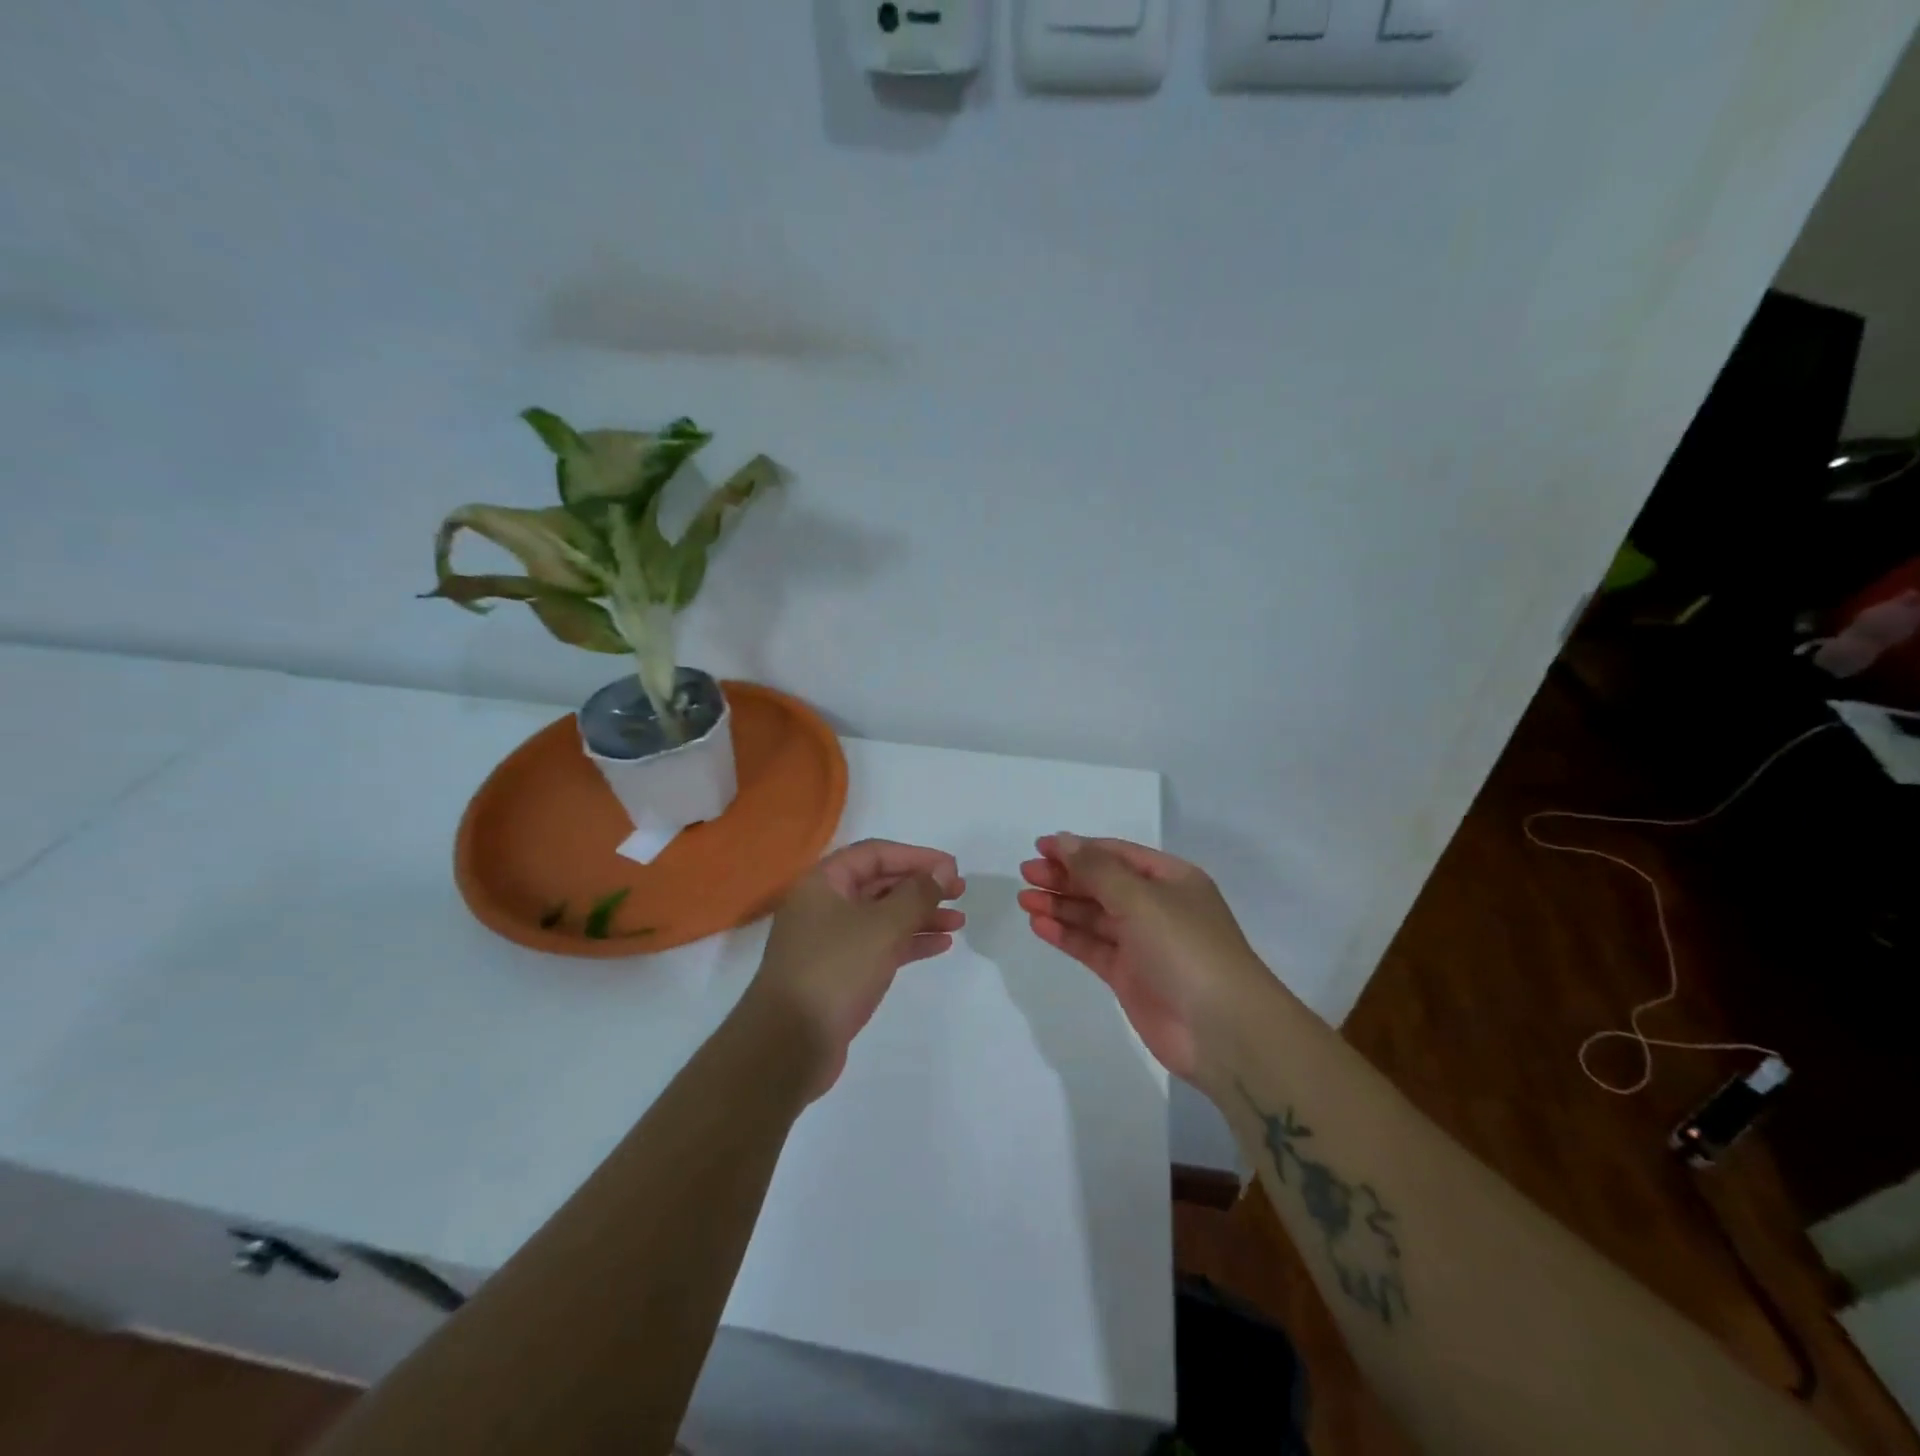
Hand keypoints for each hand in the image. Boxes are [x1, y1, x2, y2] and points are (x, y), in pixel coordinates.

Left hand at [747, 839, 965, 1097]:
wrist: (789, 1045)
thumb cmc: (835, 970)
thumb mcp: (883, 926)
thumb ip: (917, 894)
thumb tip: (942, 871)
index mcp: (823, 882)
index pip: (875, 854)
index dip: (916, 856)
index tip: (952, 868)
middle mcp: (824, 905)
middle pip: (879, 884)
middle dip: (921, 887)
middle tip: (960, 893)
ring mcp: (830, 940)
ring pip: (883, 917)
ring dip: (920, 916)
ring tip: (959, 922)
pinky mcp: (839, 972)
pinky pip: (880, 945)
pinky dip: (908, 942)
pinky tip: (940, 945)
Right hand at [1018, 833, 1266, 1081]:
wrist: (1222, 1030)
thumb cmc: (1186, 949)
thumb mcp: (1141, 899)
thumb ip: (1097, 870)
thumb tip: (1063, 841)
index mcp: (1171, 879)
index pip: (1117, 854)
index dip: (1079, 848)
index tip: (1040, 847)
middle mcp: (1157, 907)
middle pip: (1102, 884)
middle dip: (1065, 877)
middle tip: (1026, 874)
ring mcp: (1143, 943)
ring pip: (1094, 916)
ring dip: (1060, 906)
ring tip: (1024, 900)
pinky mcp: (1129, 976)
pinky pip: (1092, 947)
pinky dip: (1066, 935)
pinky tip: (1039, 925)